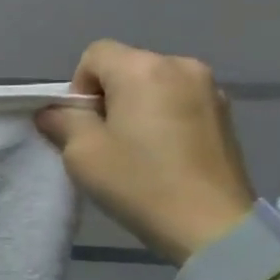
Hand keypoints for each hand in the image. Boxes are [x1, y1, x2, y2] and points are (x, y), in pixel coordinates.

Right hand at [36, 40, 254, 264]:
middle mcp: (180, 65)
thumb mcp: (83, 154)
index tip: (84, 125)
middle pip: (127, 67)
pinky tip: (164, 154)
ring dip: (137, 106)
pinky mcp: (225, 114)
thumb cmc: (139, 183)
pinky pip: (179, 102)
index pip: (95, 55)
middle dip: (109, 96)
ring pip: (154, 85)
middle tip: (106, 141)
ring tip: (137, 149)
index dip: (79, 87)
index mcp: (142, 68)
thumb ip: (63, 122)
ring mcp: (209, 88)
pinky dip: (164, 117)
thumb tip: (54, 112)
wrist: (211, 224)